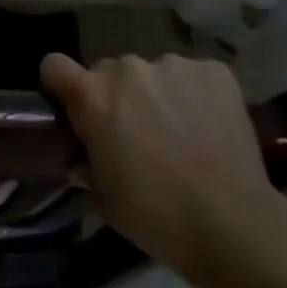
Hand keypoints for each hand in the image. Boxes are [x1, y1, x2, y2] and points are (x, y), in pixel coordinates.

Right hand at [40, 53, 286, 287]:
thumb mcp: (104, 198)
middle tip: (136, 133)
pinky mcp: (215, 71)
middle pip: (109, 71)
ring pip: (153, 73)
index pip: (54, 65)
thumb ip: (86, 167)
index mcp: (93, 96)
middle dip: (116, 96)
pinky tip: (208, 126)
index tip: (73, 106)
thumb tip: (84, 160)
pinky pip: (193, 75)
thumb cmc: (155, 214)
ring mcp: (174, 66)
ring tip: (180, 132)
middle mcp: (128, 69)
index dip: (60, 85)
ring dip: (157, 94)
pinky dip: (195, 94)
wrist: (232, 222)